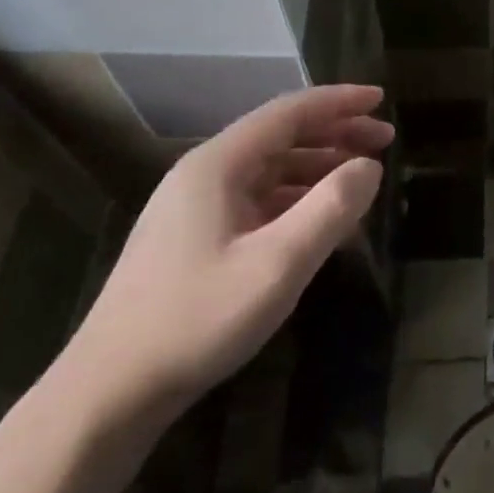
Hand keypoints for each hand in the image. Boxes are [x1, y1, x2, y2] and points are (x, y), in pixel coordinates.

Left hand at [59, 85, 391, 426]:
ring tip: (362, 178)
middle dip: (335, 133)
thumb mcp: (278, 264)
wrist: (108, 394)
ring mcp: (195, 207)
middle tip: (385, 140)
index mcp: (218, 165)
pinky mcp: (194, 238)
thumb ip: (331, 208)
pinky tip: (322, 221)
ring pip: (270, 169)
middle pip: (280, 136)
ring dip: (318, 167)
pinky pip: (257, 201)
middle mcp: (205, 174)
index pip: (289, 112)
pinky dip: (296, 200)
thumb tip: (370, 166)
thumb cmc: (197, 319)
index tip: (380, 99)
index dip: (338, 102)